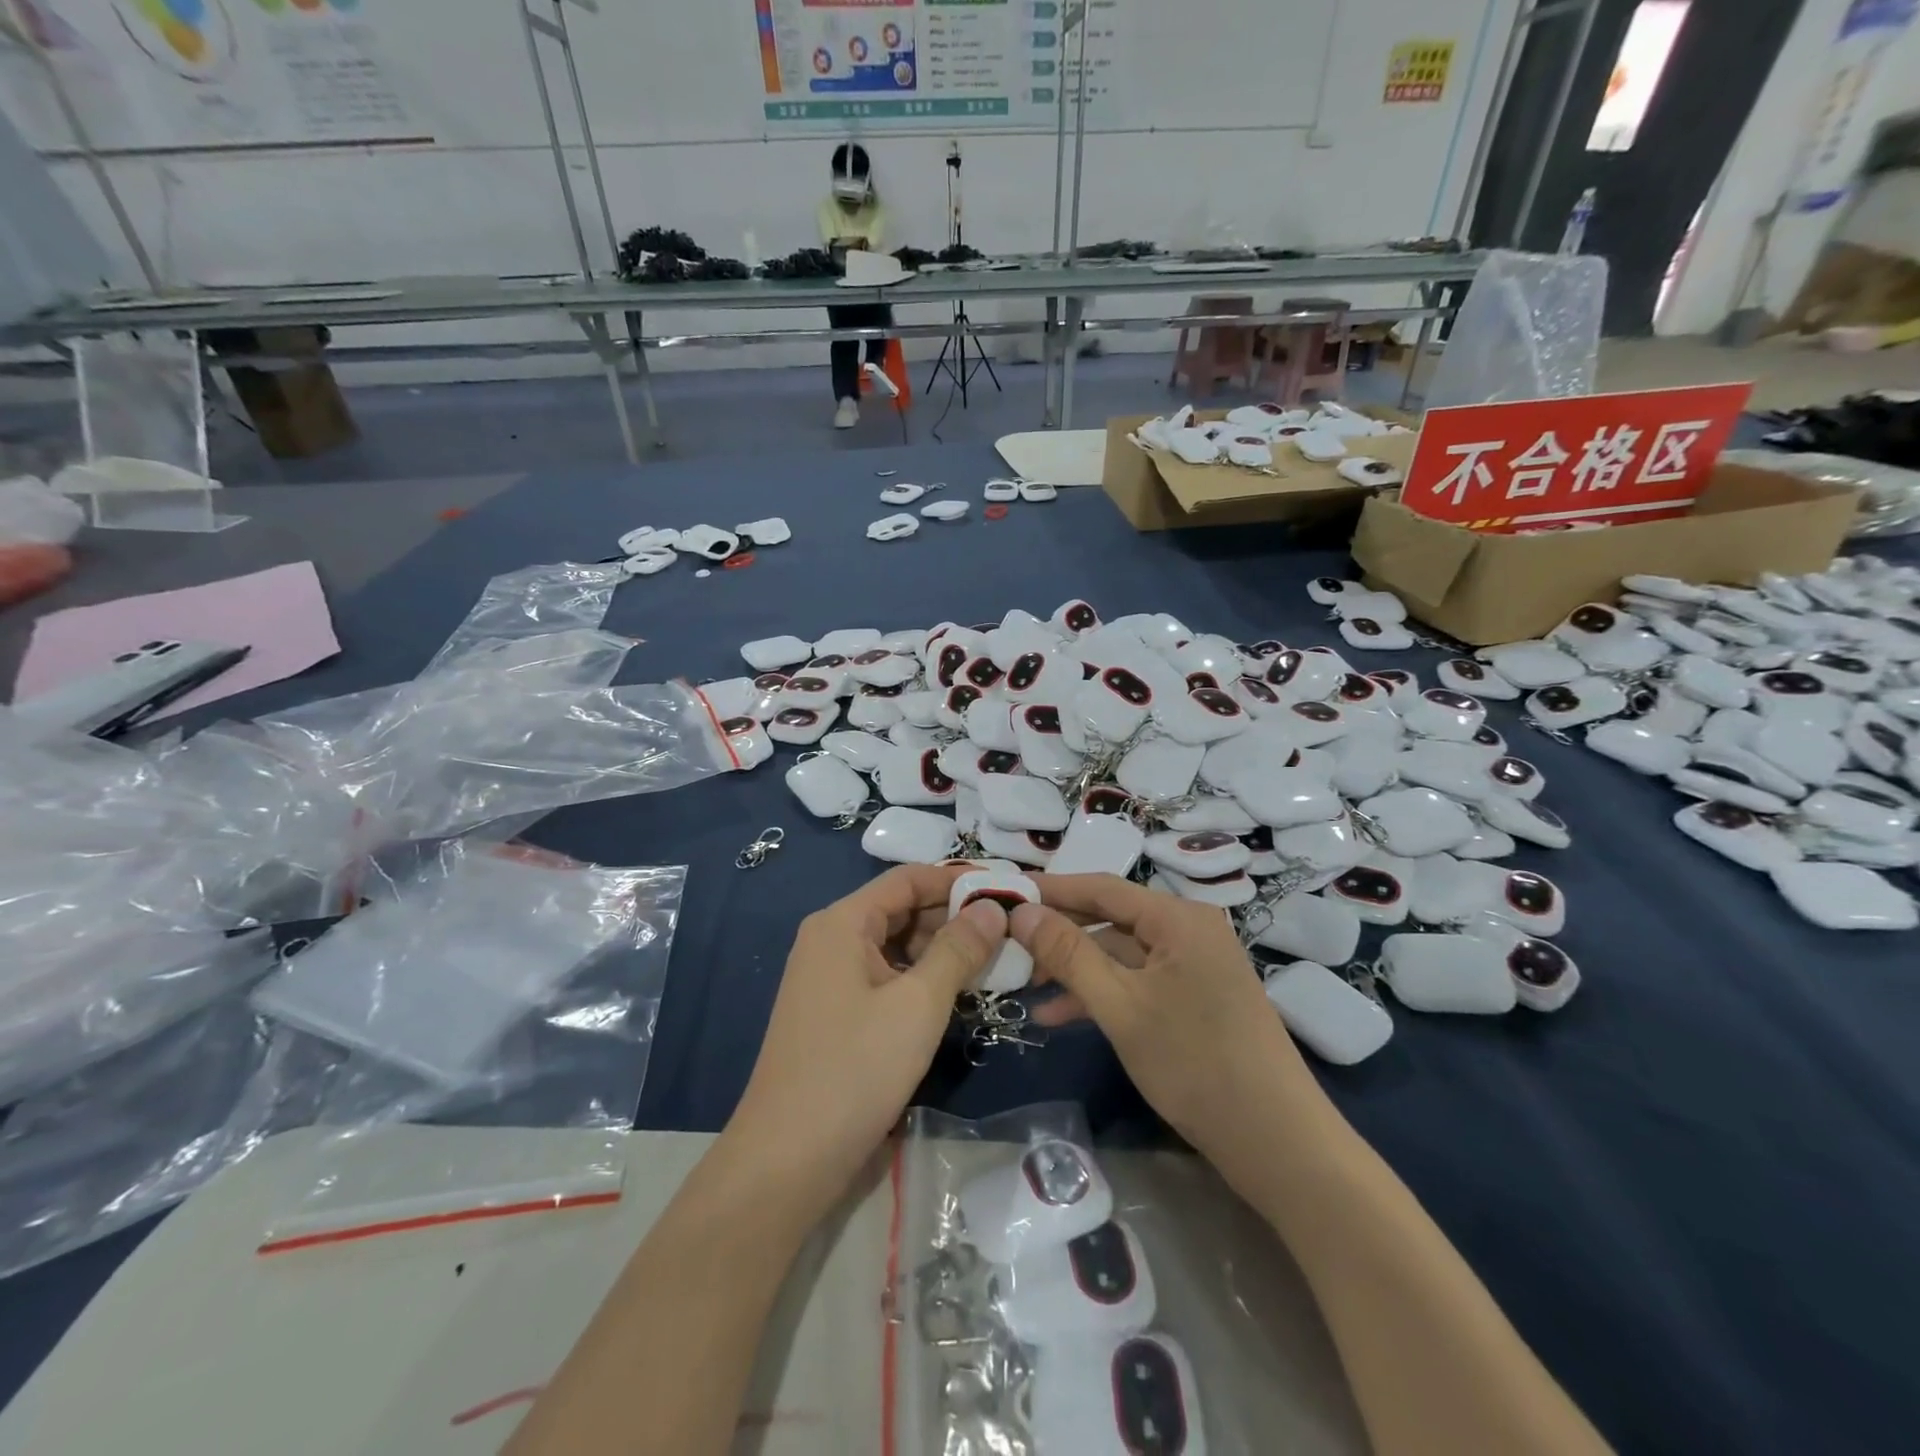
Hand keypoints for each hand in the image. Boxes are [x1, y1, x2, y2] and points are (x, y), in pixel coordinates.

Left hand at [725, 864, 1006, 1214]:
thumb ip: (958, 949)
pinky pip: (885, 978)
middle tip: (1010, 932)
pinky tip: (958, 994)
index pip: (907, 879)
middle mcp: (831, 939)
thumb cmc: (855, 1069)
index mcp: (842, 922)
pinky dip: (921, 979)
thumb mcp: (918, 1004)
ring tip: (995, 962)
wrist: (787, 1160)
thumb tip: (993, 908)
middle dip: (953, 918)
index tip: (1006, 892)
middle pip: (900, 910)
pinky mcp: (836, 1013)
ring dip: (942, 951)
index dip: (956, 880)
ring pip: (896, 947)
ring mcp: (830, 978)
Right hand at [1011, 874, 1313, 1157]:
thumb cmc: (1195, 1063)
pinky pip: (1138, 981)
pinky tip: (1060, 1016)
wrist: (1277, 1143)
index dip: (1051, 890)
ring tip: (1024, 987)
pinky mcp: (1195, 997)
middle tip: (1007, 944)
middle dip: (1059, 934)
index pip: (1102, 887)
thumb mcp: (1120, 1007)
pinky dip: (1102, 994)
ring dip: (1075, 970)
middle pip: (1110, 919)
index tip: (1004, 894)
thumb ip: (1068, 955)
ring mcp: (1194, 965)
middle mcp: (1189, 930)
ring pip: (1121, 954)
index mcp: (1178, 918)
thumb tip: (1022, 912)